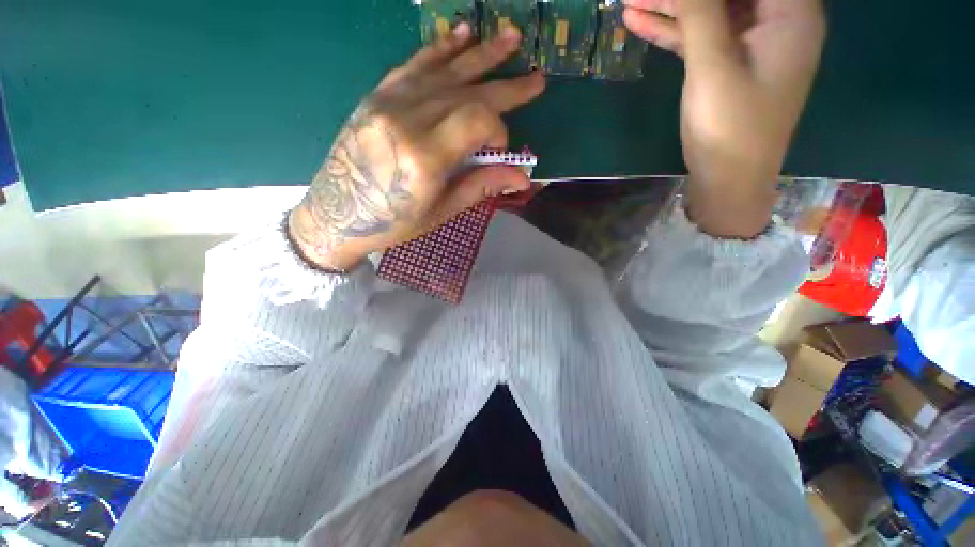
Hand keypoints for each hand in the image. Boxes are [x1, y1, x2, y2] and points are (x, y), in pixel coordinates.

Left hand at [289, 24, 544, 269]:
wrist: (339, 213)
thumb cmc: (395, 221)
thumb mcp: (442, 210)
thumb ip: (481, 185)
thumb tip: (523, 177)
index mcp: (425, 157)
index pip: (477, 120)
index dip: (499, 132)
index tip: (500, 151)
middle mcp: (407, 120)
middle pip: (467, 91)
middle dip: (506, 86)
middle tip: (536, 78)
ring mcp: (389, 102)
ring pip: (445, 70)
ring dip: (481, 54)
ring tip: (511, 37)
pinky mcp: (378, 95)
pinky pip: (414, 64)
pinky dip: (440, 48)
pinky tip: (460, 34)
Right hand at [624, 0, 825, 236]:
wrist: (728, 179)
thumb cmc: (730, 126)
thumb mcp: (713, 65)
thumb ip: (700, 11)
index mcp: (791, 13)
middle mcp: (776, 20)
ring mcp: (750, 44)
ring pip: (709, 11)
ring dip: (670, 5)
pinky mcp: (728, 65)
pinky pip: (700, 36)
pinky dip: (671, 29)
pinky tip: (638, 21)